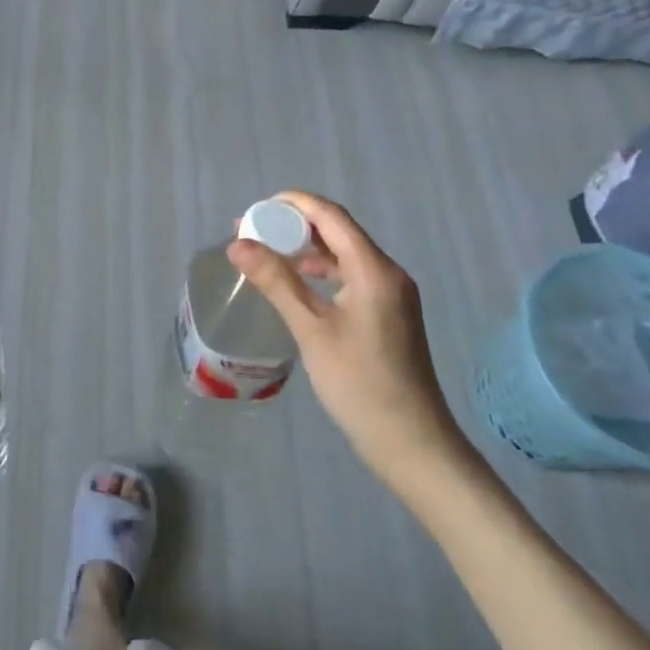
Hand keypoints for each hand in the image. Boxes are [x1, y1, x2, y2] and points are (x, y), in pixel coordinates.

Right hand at [228, 192, 470, 493]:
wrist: (412, 444)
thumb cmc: (360, 384)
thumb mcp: (312, 330)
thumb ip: (276, 281)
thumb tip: (237, 244)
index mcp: (374, 269)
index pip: (331, 215)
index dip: (292, 204)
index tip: (253, 210)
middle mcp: (387, 272)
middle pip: (337, 230)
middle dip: (293, 225)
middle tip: (251, 233)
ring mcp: (389, 293)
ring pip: (342, 253)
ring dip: (304, 248)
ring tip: (265, 254)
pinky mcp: (386, 313)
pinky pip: (349, 275)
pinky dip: (319, 270)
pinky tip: (295, 283)